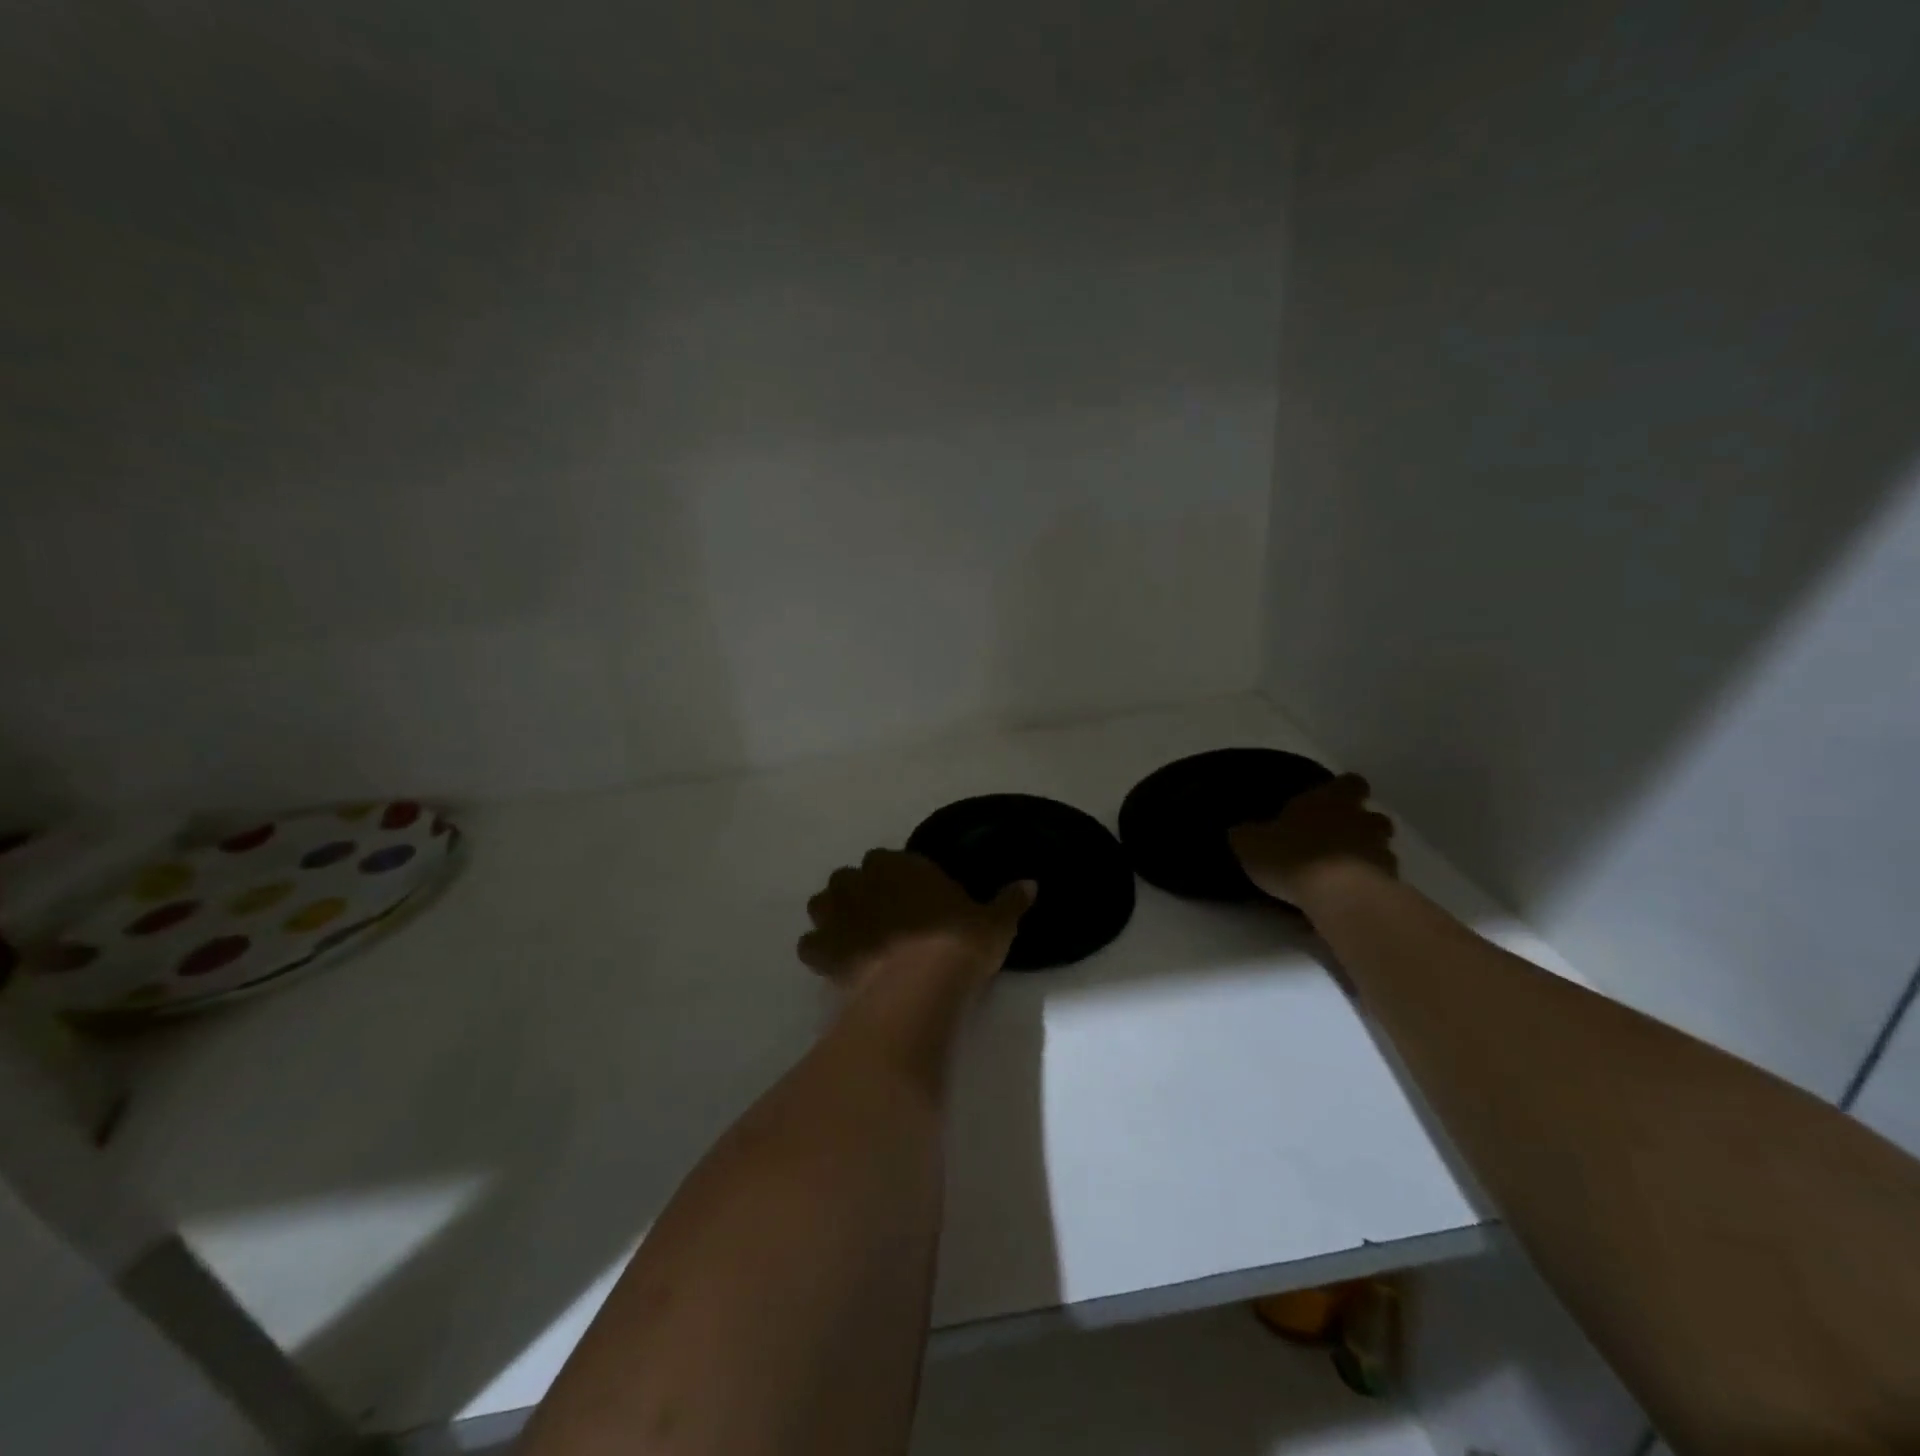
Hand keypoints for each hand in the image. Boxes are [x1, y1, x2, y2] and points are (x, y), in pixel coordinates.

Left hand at [798, 849, 1034, 991]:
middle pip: (849, 877)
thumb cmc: (957, 945)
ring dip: (833, 915)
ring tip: (853, 936)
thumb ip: (1010, 901)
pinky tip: (836, 965)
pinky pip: (811, 945)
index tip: (909, 898)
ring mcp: (837, 916)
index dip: (895, 877)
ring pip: (822, 904)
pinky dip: (820, 952)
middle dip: (859, 892)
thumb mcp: (995, 923)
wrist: (919, 988)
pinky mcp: (823, 951)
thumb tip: (1032, 883)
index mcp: (900, 866)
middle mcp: (862, 882)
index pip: (886, 859)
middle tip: (881, 918)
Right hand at [1230, 774, 1397, 908]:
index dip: (1343, 790)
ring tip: (1343, 872)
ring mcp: (1381, 851)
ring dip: (1367, 856)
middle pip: (1374, 815)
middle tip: (1338, 839)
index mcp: (1329, 800)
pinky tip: (1350, 897)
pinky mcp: (1391, 883)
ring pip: (1382, 847)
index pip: (1350, 783)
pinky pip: (1382, 879)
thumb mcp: (1251, 844)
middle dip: (1361, 825)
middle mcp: (1361, 819)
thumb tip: (1239, 831)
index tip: (1331, 801)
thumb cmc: (1292, 856)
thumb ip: (1248, 835)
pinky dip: (1370, 884)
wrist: (1338, 895)